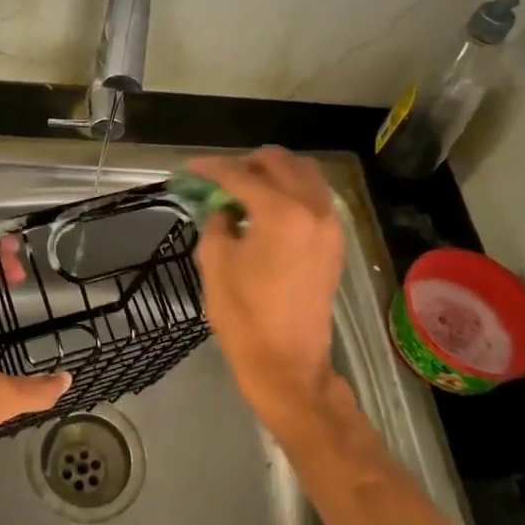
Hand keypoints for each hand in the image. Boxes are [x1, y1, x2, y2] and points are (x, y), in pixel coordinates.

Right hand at [187, 149, 344, 433]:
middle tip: (220, 178)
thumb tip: (224, 207)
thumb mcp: (215, 262)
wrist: (287, 362)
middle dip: (247, 163)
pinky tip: (269, 208)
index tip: (190, 168)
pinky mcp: (335, 242)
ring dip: (274, 173)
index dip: (210, 168)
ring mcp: (330, 225)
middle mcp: (313, 208)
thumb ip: (216, 221)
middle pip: (280, 162)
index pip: (240, 175)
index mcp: (281, 212)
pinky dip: (292, 191)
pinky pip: (316, 197)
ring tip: (246, 188)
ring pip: (305, 174)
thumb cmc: (244, 314)